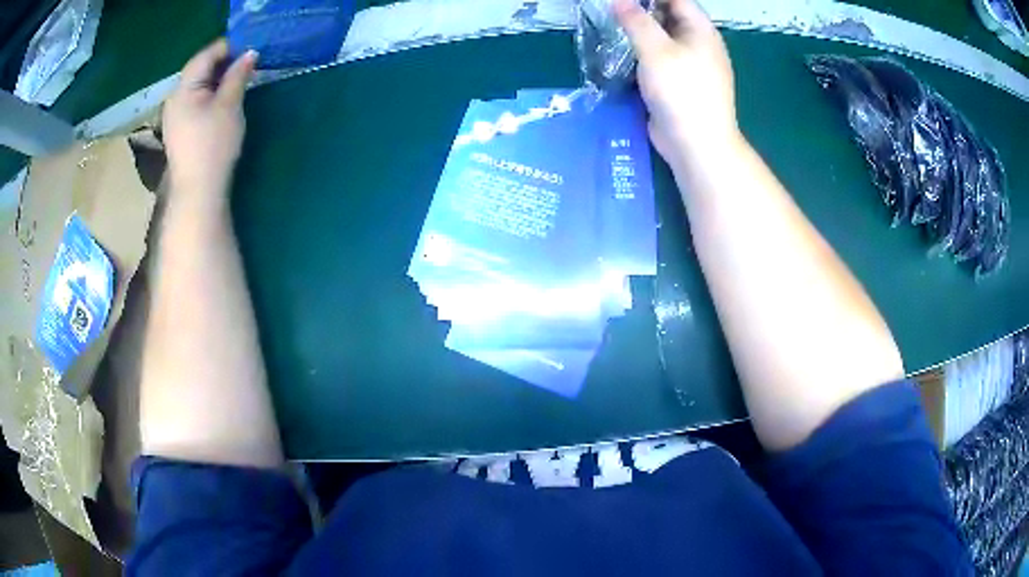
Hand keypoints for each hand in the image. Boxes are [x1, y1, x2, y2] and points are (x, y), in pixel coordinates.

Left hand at [163, 40, 256, 203]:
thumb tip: (250, 53)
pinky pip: (195, 100)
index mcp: (183, 88)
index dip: (229, 47)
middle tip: (250, 62)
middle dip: (224, 62)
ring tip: (240, 78)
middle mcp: (174, 97)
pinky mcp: (179, 128)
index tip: (252, 47)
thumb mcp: (230, 105)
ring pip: (198, 85)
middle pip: (200, 69)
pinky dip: (211, 93)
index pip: (206, 54)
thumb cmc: (213, 145)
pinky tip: (224, 98)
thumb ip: (238, 75)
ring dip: (219, 78)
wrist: (198, 191)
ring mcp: (174, 114)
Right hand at [615, 0, 739, 166]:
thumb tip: (619, 0)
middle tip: (613, 9)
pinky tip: (623, 54)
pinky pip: (660, 60)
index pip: (677, 0)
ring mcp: (691, 65)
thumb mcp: (655, 50)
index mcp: (701, 31)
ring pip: (663, 39)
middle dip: (642, 10)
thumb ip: (636, 21)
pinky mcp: (680, 84)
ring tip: (612, 26)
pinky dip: (643, 54)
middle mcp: (699, 44)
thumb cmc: (681, 91)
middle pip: (669, 17)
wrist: (697, 144)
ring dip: (640, 33)